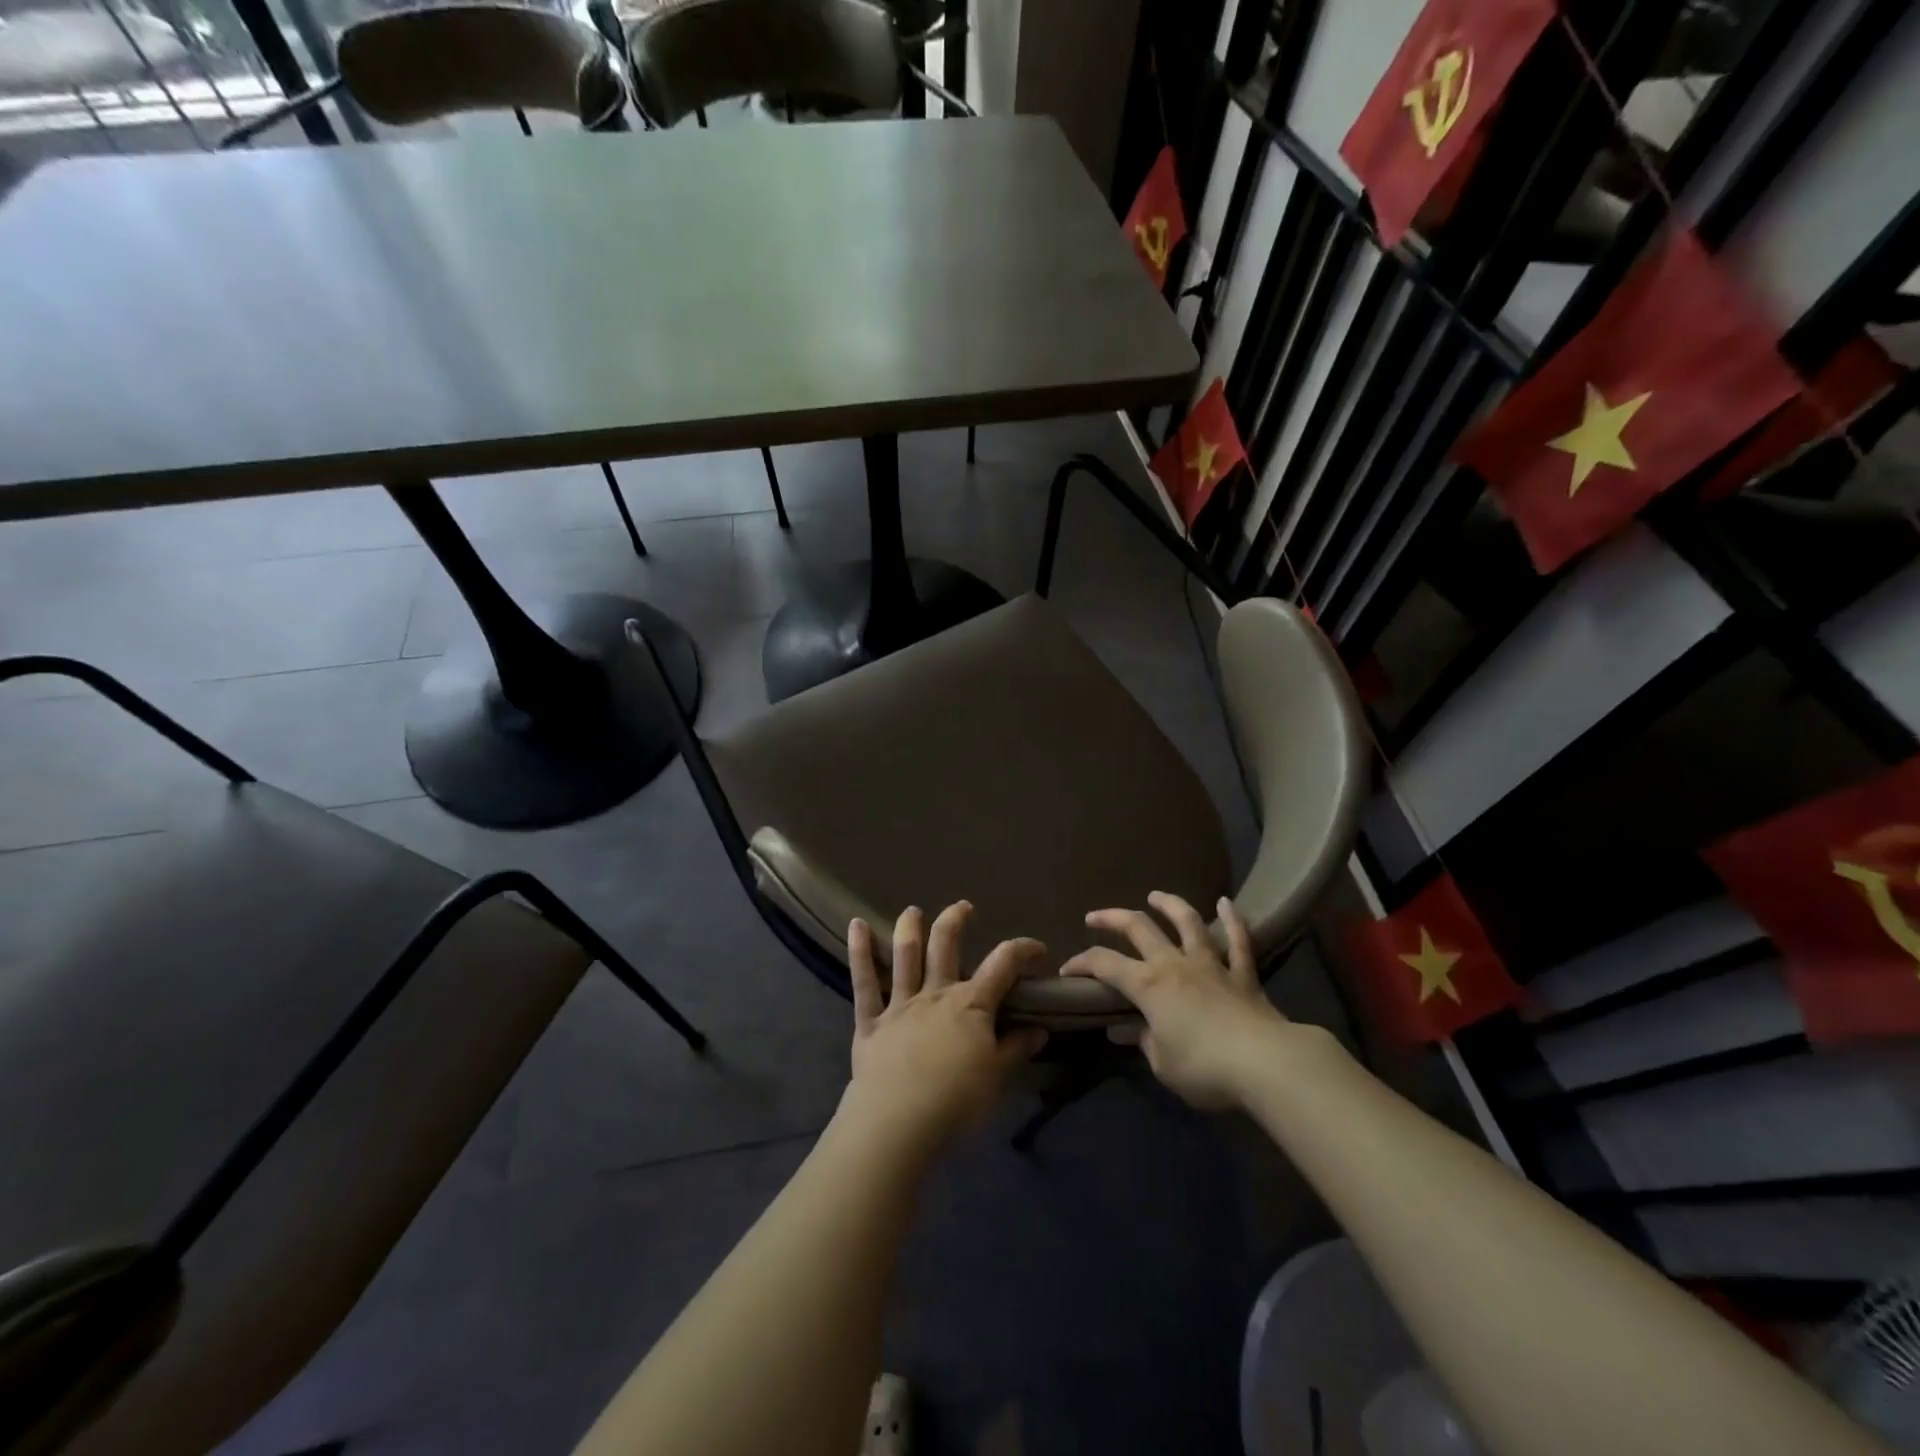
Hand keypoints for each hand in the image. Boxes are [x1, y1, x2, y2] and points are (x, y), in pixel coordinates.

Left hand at [839, 903, 1048, 1152]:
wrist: (899, 1122)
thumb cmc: (957, 1100)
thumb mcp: (997, 1077)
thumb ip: (1016, 1049)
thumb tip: (1040, 1029)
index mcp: (971, 1004)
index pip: (1003, 965)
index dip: (1022, 950)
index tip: (1037, 949)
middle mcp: (936, 993)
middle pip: (946, 945)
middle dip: (955, 921)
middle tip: (962, 907)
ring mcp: (901, 1004)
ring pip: (905, 955)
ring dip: (909, 928)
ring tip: (912, 911)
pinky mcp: (871, 1021)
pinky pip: (864, 982)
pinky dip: (859, 952)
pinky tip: (855, 925)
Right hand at [1060, 893, 1294, 1109]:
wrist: (1266, 1064)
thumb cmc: (1205, 1068)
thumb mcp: (1163, 1064)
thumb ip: (1143, 1042)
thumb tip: (1125, 1030)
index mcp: (1148, 985)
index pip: (1104, 964)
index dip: (1082, 963)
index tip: (1067, 971)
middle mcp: (1174, 964)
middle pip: (1139, 928)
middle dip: (1113, 918)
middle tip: (1095, 917)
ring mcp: (1211, 964)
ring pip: (1187, 922)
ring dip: (1169, 904)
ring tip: (1155, 896)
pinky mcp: (1243, 974)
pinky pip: (1238, 941)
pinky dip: (1232, 920)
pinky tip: (1227, 903)